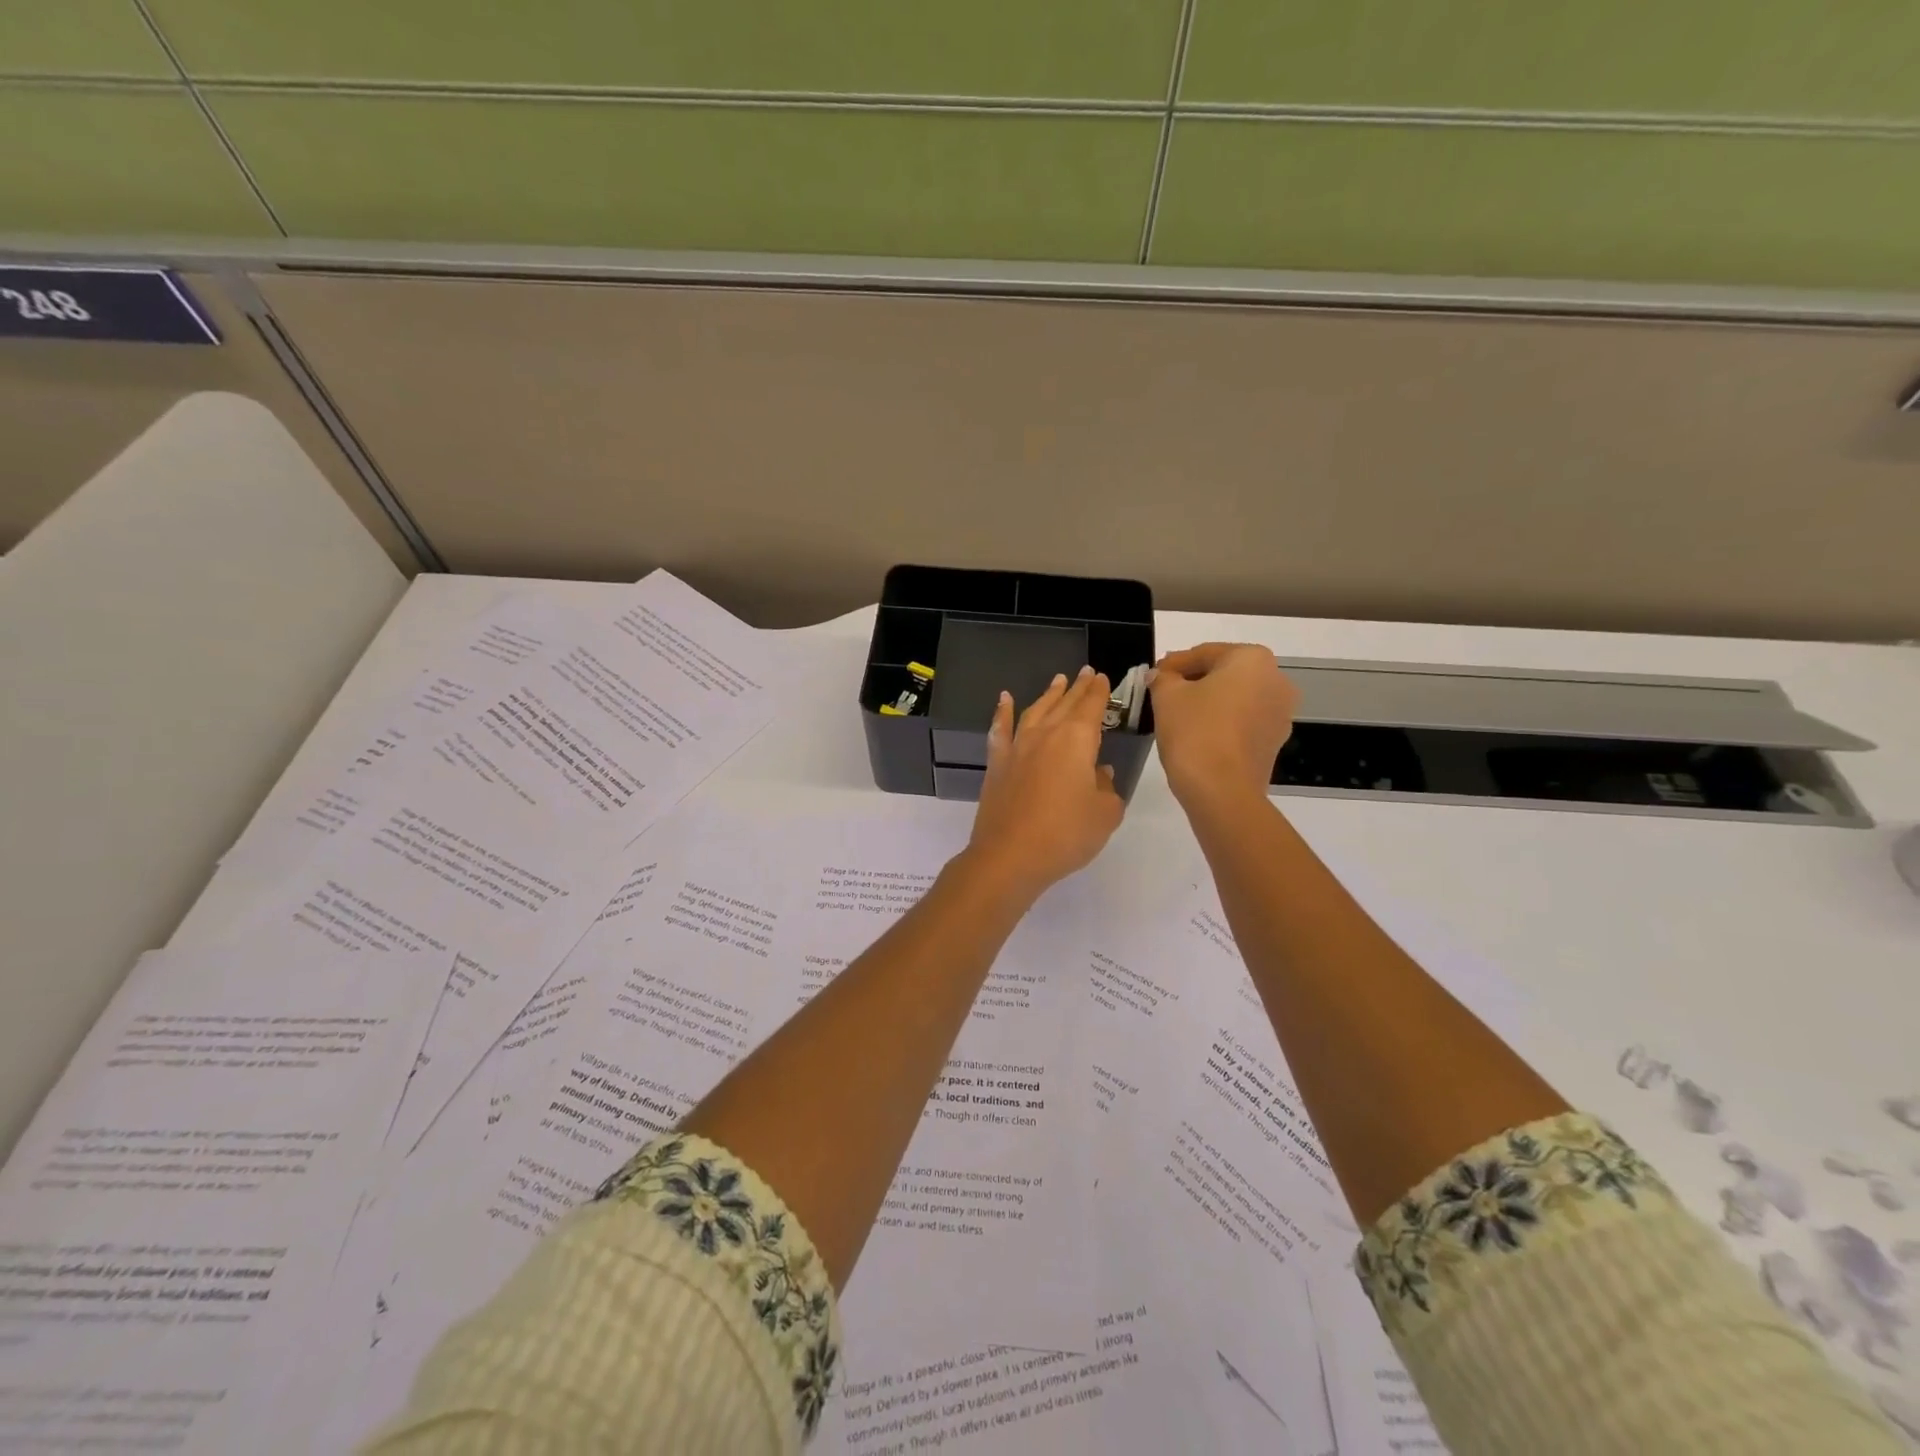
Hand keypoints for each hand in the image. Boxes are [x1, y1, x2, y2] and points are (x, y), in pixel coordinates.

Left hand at [964, 666, 1124, 898]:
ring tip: (1057, 681)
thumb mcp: (1104, 814)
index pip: (1091, 707)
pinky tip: (1004, 699)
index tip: (1102, 677)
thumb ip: (1107, 789)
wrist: (1010, 855)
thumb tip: (1099, 774)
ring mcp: (1017, 747)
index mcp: (1077, 741)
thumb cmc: (1066, 834)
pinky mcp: (997, 764)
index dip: (1098, 692)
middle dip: (1077, 688)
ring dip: (1048, 695)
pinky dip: (1002, 712)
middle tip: (1085, 672)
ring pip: (1035, 711)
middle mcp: (1046, 735)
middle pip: (1064, 704)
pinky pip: (1000, 730)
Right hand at [1149, 643, 1297, 808]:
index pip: (1204, 653)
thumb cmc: (1195, 732)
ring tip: (1178, 716)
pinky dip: (1222, 722)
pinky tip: (1198, 734)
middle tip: (1163, 693)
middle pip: (1225, 673)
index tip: (1153, 676)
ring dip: (1210, 702)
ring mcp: (1281, 713)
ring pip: (1236, 698)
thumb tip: (1162, 676)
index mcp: (1252, 659)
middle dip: (1194, 681)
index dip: (1173, 663)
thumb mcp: (1167, 696)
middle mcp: (1276, 680)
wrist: (1222, 791)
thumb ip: (1162, 678)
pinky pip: (1243, 721)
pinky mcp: (1275, 741)